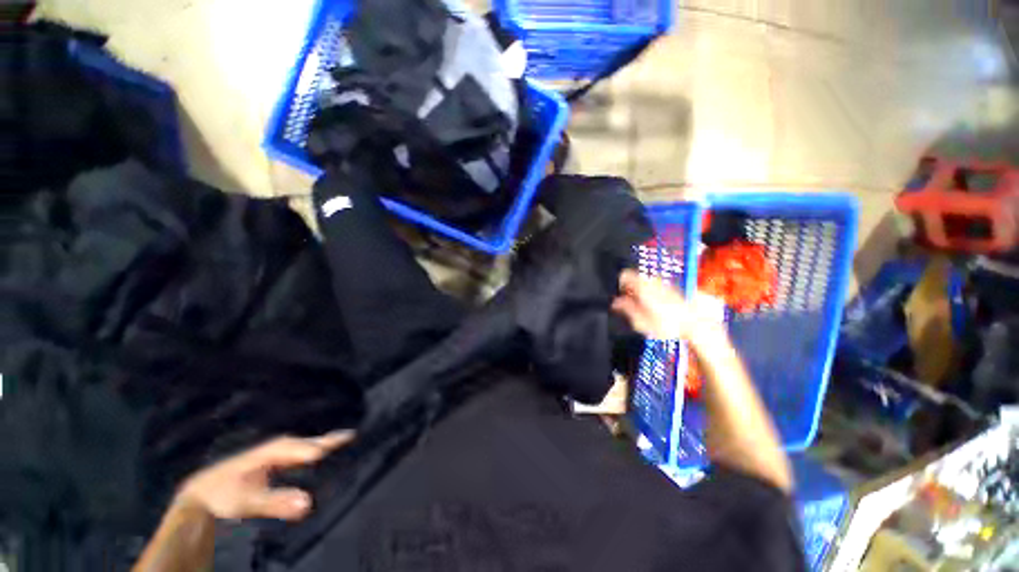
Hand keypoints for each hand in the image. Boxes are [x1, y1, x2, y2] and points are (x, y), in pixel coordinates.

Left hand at [175, 432, 353, 521]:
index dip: (330, 446)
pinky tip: (317, 460)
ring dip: (325, 444)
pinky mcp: (274, 462)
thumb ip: (277, 502)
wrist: (202, 492)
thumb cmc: (225, 494)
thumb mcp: (249, 501)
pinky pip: (300, 454)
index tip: (353, 443)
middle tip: (356, 436)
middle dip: (333, 439)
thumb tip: (309, 503)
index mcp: (279, 450)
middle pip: (312, 442)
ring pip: (307, 446)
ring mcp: (276, 453)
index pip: (311, 447)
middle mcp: (281, 447)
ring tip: (344, 443)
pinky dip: (313, 452)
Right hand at [612, 270, 725, 343]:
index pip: (624, 275)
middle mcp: (653, 281)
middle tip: (630, 303)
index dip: (619, 285)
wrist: (696, 325)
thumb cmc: (668, 325)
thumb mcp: (641, 322)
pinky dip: (651, 292)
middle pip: (635, 277)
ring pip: (646, 282)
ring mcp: (664, 284)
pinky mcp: (673, 288)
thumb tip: (615, 302)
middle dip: (630, 288)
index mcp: (643, 287)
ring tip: (643, 306)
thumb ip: (626, 309)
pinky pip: (656, 286)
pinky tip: (655, 306)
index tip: (619, 295)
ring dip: (641, 290)